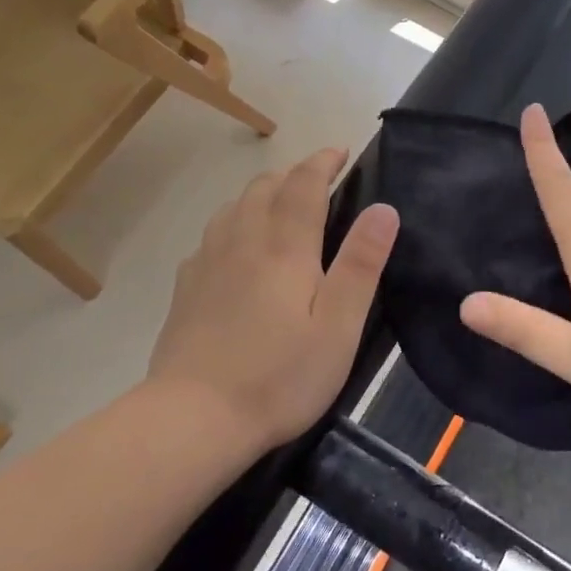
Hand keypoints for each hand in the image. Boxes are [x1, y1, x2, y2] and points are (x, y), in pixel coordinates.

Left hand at [148, 149, 398, 451]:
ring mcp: (208, 263)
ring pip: (234, 207)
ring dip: (261, 193)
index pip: (304, 185)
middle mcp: (243, 242)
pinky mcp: (186, 288)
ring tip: (280, 203)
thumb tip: (383, 209)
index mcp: (284, 248)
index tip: (341, 151)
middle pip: (264, 188)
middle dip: (293, 173)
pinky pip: (212, 235)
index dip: (323, 162)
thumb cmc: (280, 375)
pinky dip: (233, 223)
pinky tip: (237, 246)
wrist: (194, 418)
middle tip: (317, 178)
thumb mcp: (339, 326)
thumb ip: (360, 264)